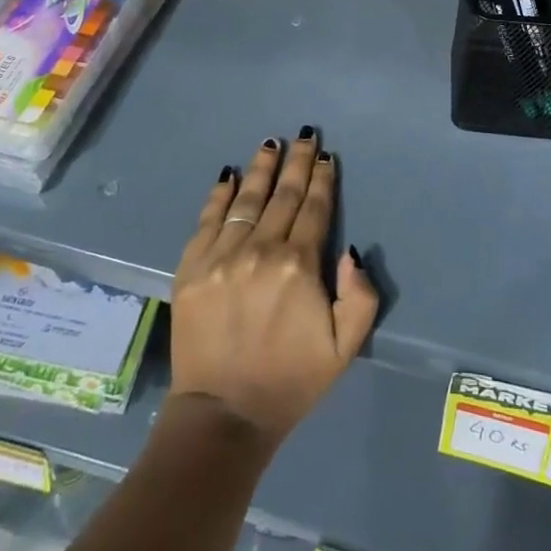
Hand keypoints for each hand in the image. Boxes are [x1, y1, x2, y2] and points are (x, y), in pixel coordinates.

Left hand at [170, 131, 378, 448]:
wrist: (224, 415)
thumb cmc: (291, 380)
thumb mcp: (345, 348)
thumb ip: (359, 296)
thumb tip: (351, 251)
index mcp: (299, 265)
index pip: (314, 209)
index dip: (322, 180)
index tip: (326, 157)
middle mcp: (260, 250)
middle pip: (283, 196)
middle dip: (297, 163)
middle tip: (305, 136)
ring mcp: (222, 256)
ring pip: (247, 199)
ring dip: (262, 168)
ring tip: (271, 143)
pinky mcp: (191, 268)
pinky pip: (208, 220)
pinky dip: (220, 195)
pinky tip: (229, 175)